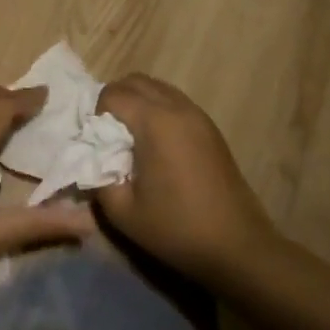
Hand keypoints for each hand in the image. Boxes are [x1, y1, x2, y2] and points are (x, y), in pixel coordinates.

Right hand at [94, 74, 277, 290]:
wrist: (237, 247)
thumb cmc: (176, 228)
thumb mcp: (122, 212)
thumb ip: (98, 178)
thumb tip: (92, 160)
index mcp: (154, 122)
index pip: (113, 94)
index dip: (97, 115)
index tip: (98, 144)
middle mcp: (177, 108)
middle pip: (135, 81)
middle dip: (115, 100)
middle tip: (108, 136)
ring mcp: (198, 115)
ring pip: (157, 88)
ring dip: (137, 103)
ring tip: (131, 139)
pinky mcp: (211, 128)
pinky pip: (174, 102)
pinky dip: (157, 110)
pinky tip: (156, 146)